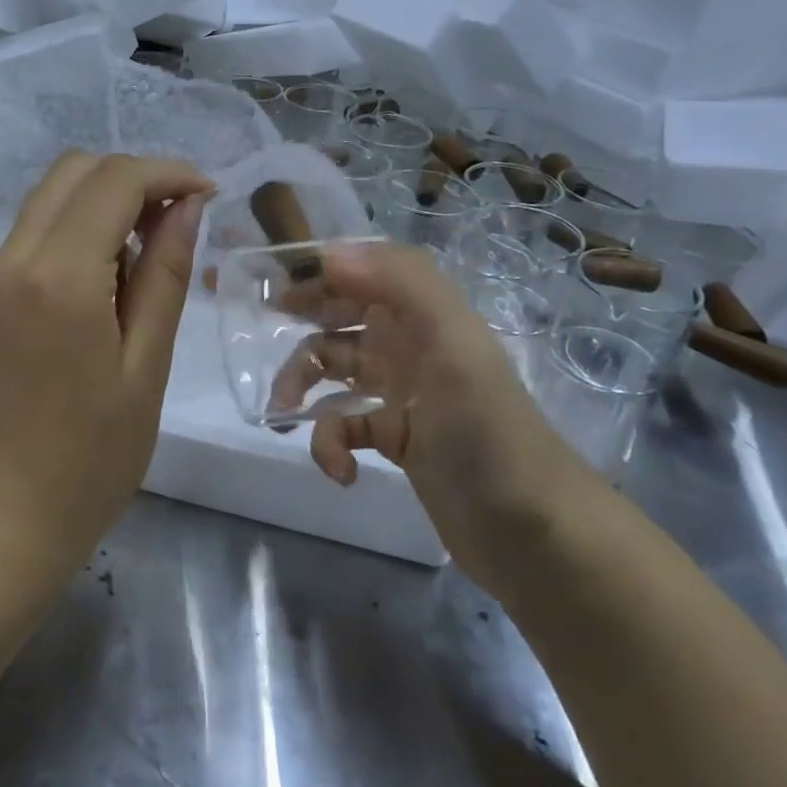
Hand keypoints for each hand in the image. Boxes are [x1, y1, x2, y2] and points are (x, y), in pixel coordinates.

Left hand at [0, 152, 212, 573]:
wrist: (0, 519)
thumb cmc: (90, 458)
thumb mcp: (147, 366)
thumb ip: (165, 275)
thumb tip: (188, 207)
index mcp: (59, 274)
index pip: (115, 180)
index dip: (169, 174)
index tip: (211, 195)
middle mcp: (16, 256)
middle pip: (77, 170)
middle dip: (136, 177)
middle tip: (183, 220)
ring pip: (54, 194)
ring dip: (107, 197)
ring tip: (154, 247)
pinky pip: (38, 228)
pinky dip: (80, 224)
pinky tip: (113, 272)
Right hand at [270, 241, 594, 589]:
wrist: (533, 534)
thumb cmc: (488, 430)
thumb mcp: (453, 344)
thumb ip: (399, 283)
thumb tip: (328, 252)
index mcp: (421, 312)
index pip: (359, 269)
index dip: (314, 266)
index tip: (264, 278)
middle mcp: (408, 342)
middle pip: (338, 313)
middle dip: (299, 320)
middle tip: (253, 333)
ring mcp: (401, 392)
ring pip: (332, 370)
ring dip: (302, 386)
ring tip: (283, 414)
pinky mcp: (395, 439)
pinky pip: (345, 425)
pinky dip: (332, 443)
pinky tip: (341, 470)